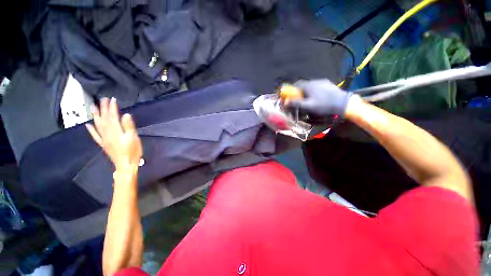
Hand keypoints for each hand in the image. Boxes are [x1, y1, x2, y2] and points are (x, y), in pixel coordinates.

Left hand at [86, 98, 142, 170]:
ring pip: (98, 125)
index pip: (112, 117)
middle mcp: (107, 133)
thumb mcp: (134, 138)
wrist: (125, 165)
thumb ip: (129, 126)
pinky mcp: (103, 144)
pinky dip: (91, 130)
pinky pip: (95, 136)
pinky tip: (88, 125)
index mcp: (116, 131)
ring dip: (95, 116)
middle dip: (103, 108)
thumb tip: (125, 115)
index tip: (112, 99)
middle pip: (104, 119)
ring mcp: (104, 139)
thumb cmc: (132, 152)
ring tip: (93, 107)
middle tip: (102, 99)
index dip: (112, 108)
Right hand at [287, 79, 350, 116]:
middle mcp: (314, 81)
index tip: (289, 95)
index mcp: (308, 86)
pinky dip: (313, 91)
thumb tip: (285, 102)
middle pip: (303, 85)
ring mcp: (322, 82)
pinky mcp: (328, 84)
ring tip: (308, 99)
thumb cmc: (324, 105)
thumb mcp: (309, 106)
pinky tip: (317, 97)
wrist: (343, 103)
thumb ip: (296, 104)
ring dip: (306, 91)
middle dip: (298, 91)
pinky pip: (317, 86)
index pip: (296, 84)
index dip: (291, 89)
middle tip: (298, 99)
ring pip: (310, 86)